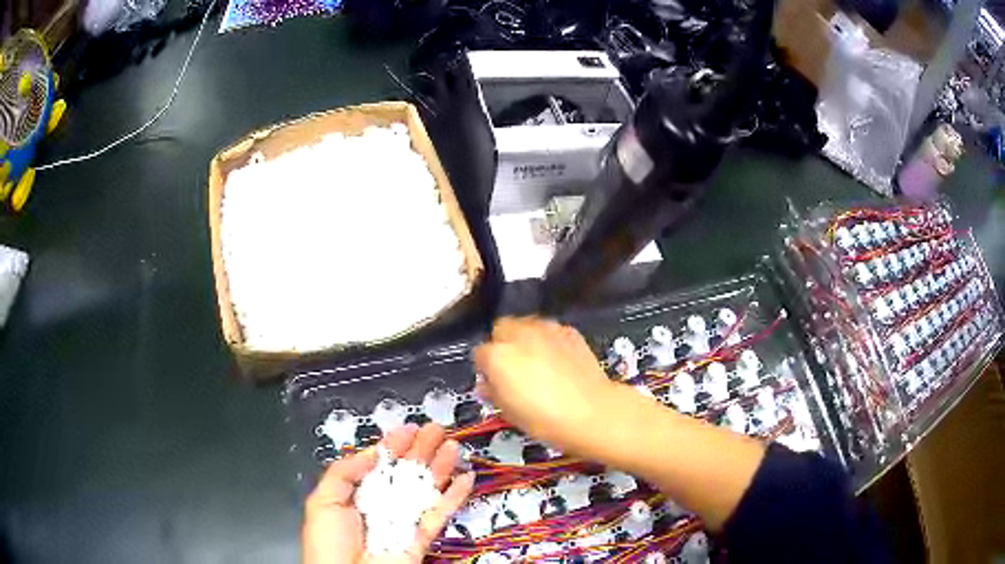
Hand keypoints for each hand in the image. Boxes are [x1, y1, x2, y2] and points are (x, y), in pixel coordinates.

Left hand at [302, 423, 474, 563]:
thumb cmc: (329, 542)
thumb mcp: (323, 501)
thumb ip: (344, 473)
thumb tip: (370, 453)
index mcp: (356, 495)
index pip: (378, 465)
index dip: (393, 446)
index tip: (408, 428)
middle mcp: (382, 505)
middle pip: (405, 473)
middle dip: (421, 449)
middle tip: (437, 429)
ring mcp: (404, 521)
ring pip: (426, 489)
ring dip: (440, 467)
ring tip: (453, 445)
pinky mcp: (422, 538)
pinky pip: (441, 514)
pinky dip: (455, 497)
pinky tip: (466, 478)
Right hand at [473, 317, 620, 455]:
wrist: (591, 412)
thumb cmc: (544, 419)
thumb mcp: (509, 412)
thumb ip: (493, 392)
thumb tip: (488, 385)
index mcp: (497, 356)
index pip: (480, 353)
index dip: (486, 368)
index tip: (494, 380)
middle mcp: (518, 334)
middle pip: (501, 328)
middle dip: (503, 344)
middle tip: (514, 366)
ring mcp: (545, 329)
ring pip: (526, 324)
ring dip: (525, 338)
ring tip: (536, 360)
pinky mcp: (568, 330)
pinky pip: (550, 330)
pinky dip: (549, 340)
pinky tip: (558, 359)